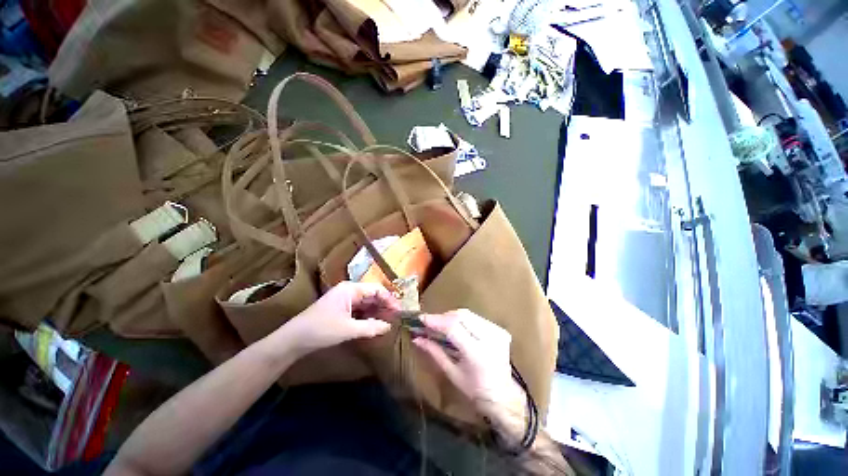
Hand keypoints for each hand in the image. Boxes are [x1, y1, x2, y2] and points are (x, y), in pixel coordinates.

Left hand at [274, 281, 399, 357]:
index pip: (376, 289)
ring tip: (388, 321)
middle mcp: (349, 291)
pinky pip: (359, 310)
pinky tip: (374, 324)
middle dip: (384, 305)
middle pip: (372, 295)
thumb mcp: (348, 329)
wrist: (293, 340)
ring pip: (366, 303)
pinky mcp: (341, 309)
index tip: (399, 311)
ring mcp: (344, 300)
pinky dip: (368, 316)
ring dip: (377, 312)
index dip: (389, 299)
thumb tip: (389, 327)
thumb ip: (370, 327)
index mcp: (350, 289)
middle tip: (396, 318)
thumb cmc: (320, 330)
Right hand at [412, 310, 525, 426]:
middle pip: (461, 316)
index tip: (422, 319)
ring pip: (468, 314)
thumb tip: (417, 338)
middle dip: (443, 317)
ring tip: (441, 325)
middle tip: (430, 323)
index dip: (436, 320)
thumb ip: (434, 352)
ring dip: (452, 317)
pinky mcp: (500, 330)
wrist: (503, 397)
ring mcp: (497, 332)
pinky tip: (457, 327)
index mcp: (477, 353)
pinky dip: (463, 320)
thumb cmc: (474, 390)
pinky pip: (476, 318)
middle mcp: (490, 338)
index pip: (453, 327)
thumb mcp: (451, 372)